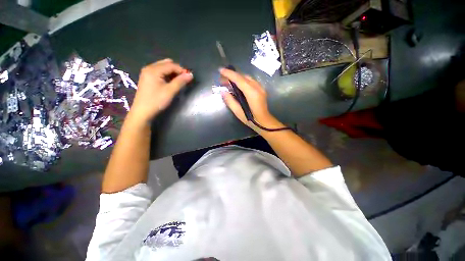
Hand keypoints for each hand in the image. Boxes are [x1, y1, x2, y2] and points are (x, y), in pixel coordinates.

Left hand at [129, 59, 192, 123]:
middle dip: (177, 70)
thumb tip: (191, 75)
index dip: (182, 70)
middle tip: (184, 79)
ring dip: (172, 72)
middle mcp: (149, 68)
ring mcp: (147, 72)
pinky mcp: (147, 78)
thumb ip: (180, 81)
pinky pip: (159, 72)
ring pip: (163, 67)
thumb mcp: (170, 91)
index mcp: (153, 70)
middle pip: (166, 64)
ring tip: (178, 81)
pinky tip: (170, 82)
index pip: (171, 65)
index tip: (190, 77)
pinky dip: (167, 75)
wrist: (142, 111)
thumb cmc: (156, 101)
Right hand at [220, 68, 284, 133]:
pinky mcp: (261, 89)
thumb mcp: (238, 112)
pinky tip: (238, 85)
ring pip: (247, 78)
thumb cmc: (251, 119)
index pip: (239, 79)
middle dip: (232, 75)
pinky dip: (243, 80)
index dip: (229, 74)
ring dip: (237, 77)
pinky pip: (251, 81)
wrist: (264, 122)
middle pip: (243, 77)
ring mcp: (260, 88)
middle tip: (222, 79)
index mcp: (252, 93)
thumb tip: (223, 91)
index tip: (220, 70)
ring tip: (229, 81)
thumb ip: (230, 101)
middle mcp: (257, 87)